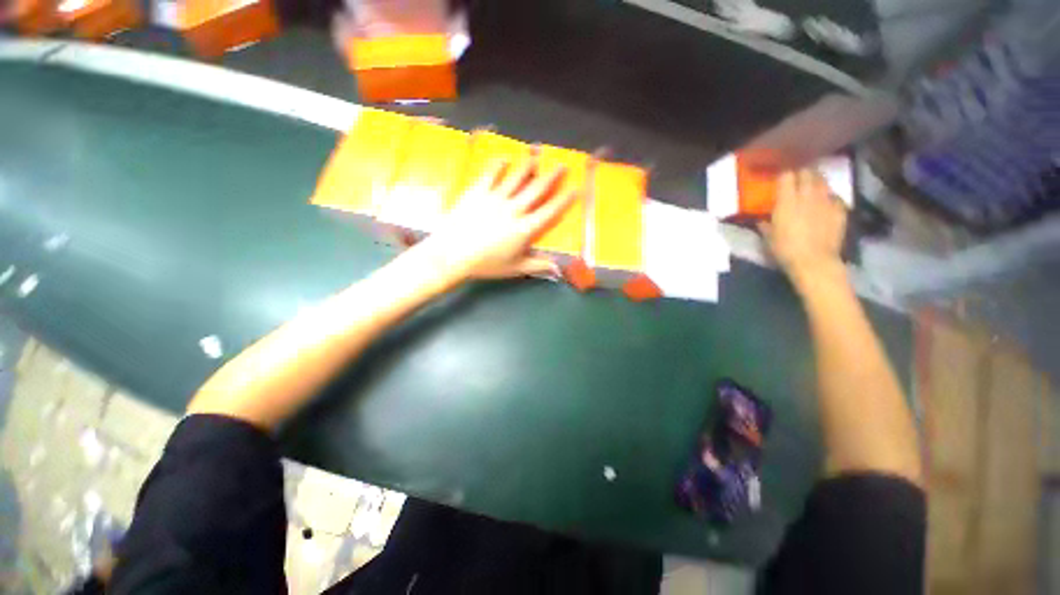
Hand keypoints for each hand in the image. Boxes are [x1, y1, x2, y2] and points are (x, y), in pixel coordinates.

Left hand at [413, 157, 576, 281]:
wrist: (452, 254)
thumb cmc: (486, 264)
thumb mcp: (515, 268)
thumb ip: (537, 265)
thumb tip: (558, 269)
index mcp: (525, 229)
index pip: (549, 211)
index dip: (564, 200)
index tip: (575, 189)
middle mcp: (514, 209)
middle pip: (536, 189)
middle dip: (551, 176)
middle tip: (562, 165)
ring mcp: (495, 198)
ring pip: (516, 177)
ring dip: (528, 165)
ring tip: (536, 154)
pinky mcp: (478, 192)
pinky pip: (490, 174)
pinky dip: (499, 165)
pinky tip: (504, 159)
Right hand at [758, 169, 846, 285]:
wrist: (814, 261)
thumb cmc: (785, 249)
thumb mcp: (768, 237)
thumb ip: (765, 224)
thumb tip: (761, 220)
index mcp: (787, 201)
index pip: (786, 175)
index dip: (783, 174)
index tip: (780, 176)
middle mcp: (808, 195)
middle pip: (807, 173)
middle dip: (801, 173)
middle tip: (796, 177)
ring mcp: (826, 201)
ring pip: (823, 181)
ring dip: (816, 181)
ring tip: (811, 186)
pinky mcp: (840, 209)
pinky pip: (835, 196)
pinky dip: (829, 197)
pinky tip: (825, 203)